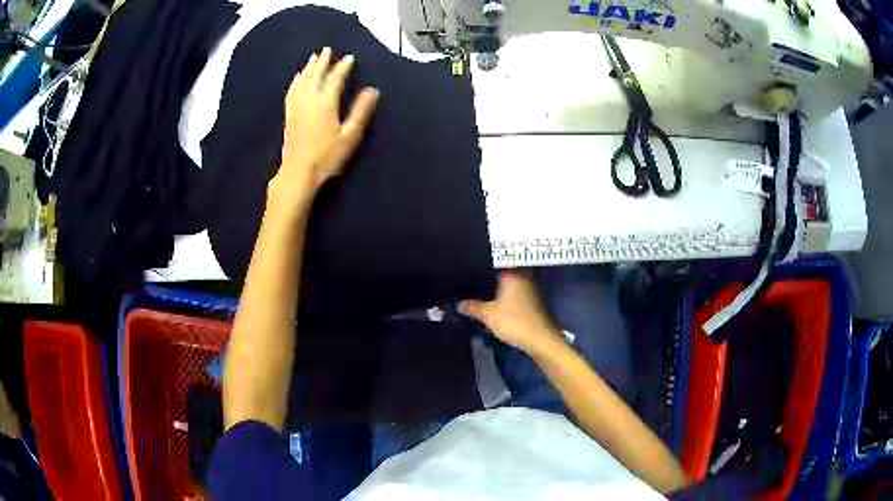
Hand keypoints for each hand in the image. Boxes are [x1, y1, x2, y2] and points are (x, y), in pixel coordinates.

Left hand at [270, 47, 380, 207]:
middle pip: (316, 76)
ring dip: (308, 68)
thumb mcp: (350, 136)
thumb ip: (361, 111)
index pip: (335, 79)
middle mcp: (309, 101)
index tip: (349, 57)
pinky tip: (296, 79)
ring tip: (312, 58)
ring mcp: (296, 108)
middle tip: (326, 49)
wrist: (298, 174)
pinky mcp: (289, 117)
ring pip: (302, 82)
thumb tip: (373, 90)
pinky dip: (295, 83)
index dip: (343, 67)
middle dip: (322, 62)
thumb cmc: (327, 157)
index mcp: (326, 103)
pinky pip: (291, 93)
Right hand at [460, 272, 564, 355]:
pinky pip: (512, 294)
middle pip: (499, 274)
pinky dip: (502, 298)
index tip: (464, 272)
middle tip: (467, 285)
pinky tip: (492, 304)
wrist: (539, 338)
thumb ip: (472, 306)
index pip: (492, 264)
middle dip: (485, 279)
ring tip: (476, 295)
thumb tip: (458, 303)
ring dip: (494, 290)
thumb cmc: (514, 321)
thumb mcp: (488, 315)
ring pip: (506, 285)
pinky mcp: (530, 301)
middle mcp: (521, 277)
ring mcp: (528, 289)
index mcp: (511, 274)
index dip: (478, 267)